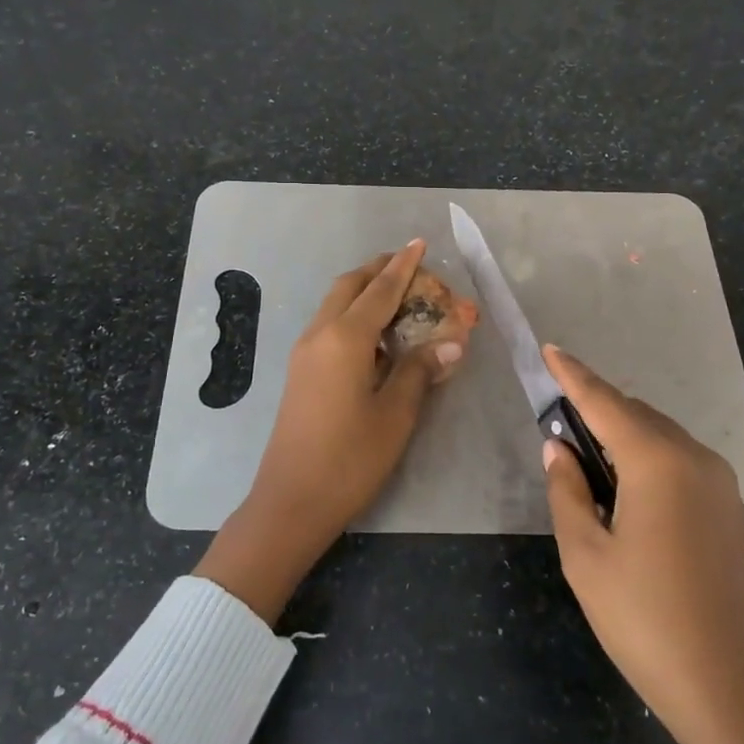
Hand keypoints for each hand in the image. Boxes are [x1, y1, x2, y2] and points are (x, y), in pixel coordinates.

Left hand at [194, 239, 463, 623]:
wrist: (292, 500)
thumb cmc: (350, 459)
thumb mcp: (395, 415)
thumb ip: (420, 371)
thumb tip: (451, 344)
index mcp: (345, 338)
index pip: (381, 289)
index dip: (404, 266)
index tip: (420, 244)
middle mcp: (320, 334)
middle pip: (350, 286)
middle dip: (379, 270)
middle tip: (411, 267)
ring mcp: (305, 352)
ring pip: (336, 304)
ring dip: (364, 291)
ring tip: (398, 296)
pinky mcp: (301, 371)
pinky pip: (329, 326)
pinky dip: (354, 315)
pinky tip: (377, 336)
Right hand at [539, 346, 743, 743]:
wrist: (736, 693)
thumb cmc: (646, 621)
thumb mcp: (586, 556)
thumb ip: (567, 491)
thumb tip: (559, 447)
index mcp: (657, 462)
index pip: (603, 402)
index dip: (572, 375)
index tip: (548, 349)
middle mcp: (694, 459)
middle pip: (634, 414)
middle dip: (594, 407)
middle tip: (555, 420)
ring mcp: (720, 484)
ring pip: (659, 436)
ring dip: (620, 433)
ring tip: (584, 455)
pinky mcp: (730, 510)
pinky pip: (679, 461)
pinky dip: (645, 456)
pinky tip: (624, 486)